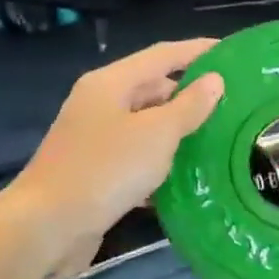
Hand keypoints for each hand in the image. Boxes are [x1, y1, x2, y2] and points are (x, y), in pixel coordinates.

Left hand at [13, 39, 224, 240]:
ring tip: (219, 138)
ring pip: (147, 125)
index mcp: (111, 83)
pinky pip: (137, 156)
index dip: (197, 51)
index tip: (232, 53)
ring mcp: (95, 139)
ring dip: (179, 131)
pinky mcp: (96, 171)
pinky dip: (161, 161)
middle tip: (232, 105)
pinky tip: (189, 175)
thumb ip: (189, 106)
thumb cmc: (105, 169)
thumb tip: (214, 81)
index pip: (162, 55)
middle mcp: (100, 104)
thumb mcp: (157, 134)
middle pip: (153, 89)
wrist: (47, 227)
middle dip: (191, 95)